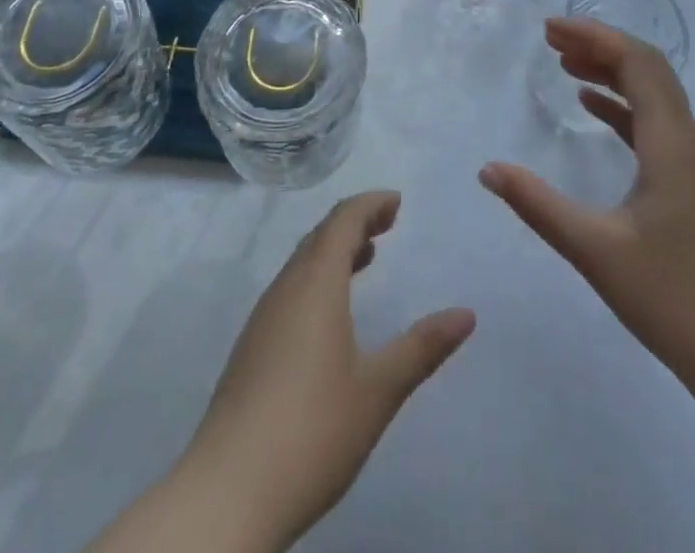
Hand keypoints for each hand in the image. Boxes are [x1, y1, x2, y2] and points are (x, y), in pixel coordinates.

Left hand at [177, 191, 475, 551]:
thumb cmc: (312, 430)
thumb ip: (422, 348)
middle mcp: (286, 288)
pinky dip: (317, 279)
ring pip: (302, 263)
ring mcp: (263, 318)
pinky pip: (290, 289)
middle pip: (320, 236)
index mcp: (315, 284)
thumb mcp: (378, 390)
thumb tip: (466, 314)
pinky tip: (331, 314)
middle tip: (388, 224)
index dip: (370, 204)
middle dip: (355, 223)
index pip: (342, 220)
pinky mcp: (251, 348)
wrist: (227, 493)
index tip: (397, 201)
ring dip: (334, 251)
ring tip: (366, 258)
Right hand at [480, 18, 694, 383]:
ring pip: (653, 94)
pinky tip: (592, 107)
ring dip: (611, 72)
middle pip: (647, 68)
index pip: (637, 62)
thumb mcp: (595, 251)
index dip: (594, 36)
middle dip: (599, 45)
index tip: (550, 29)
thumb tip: (488, 169)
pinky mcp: (692, 185)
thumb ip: (538, 206)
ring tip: (565, 64)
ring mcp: (694, 164)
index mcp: (671, 143)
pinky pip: (655, 125)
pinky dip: (622, 105)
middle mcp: (688, 141)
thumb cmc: (674, 300)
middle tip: (551, 39)